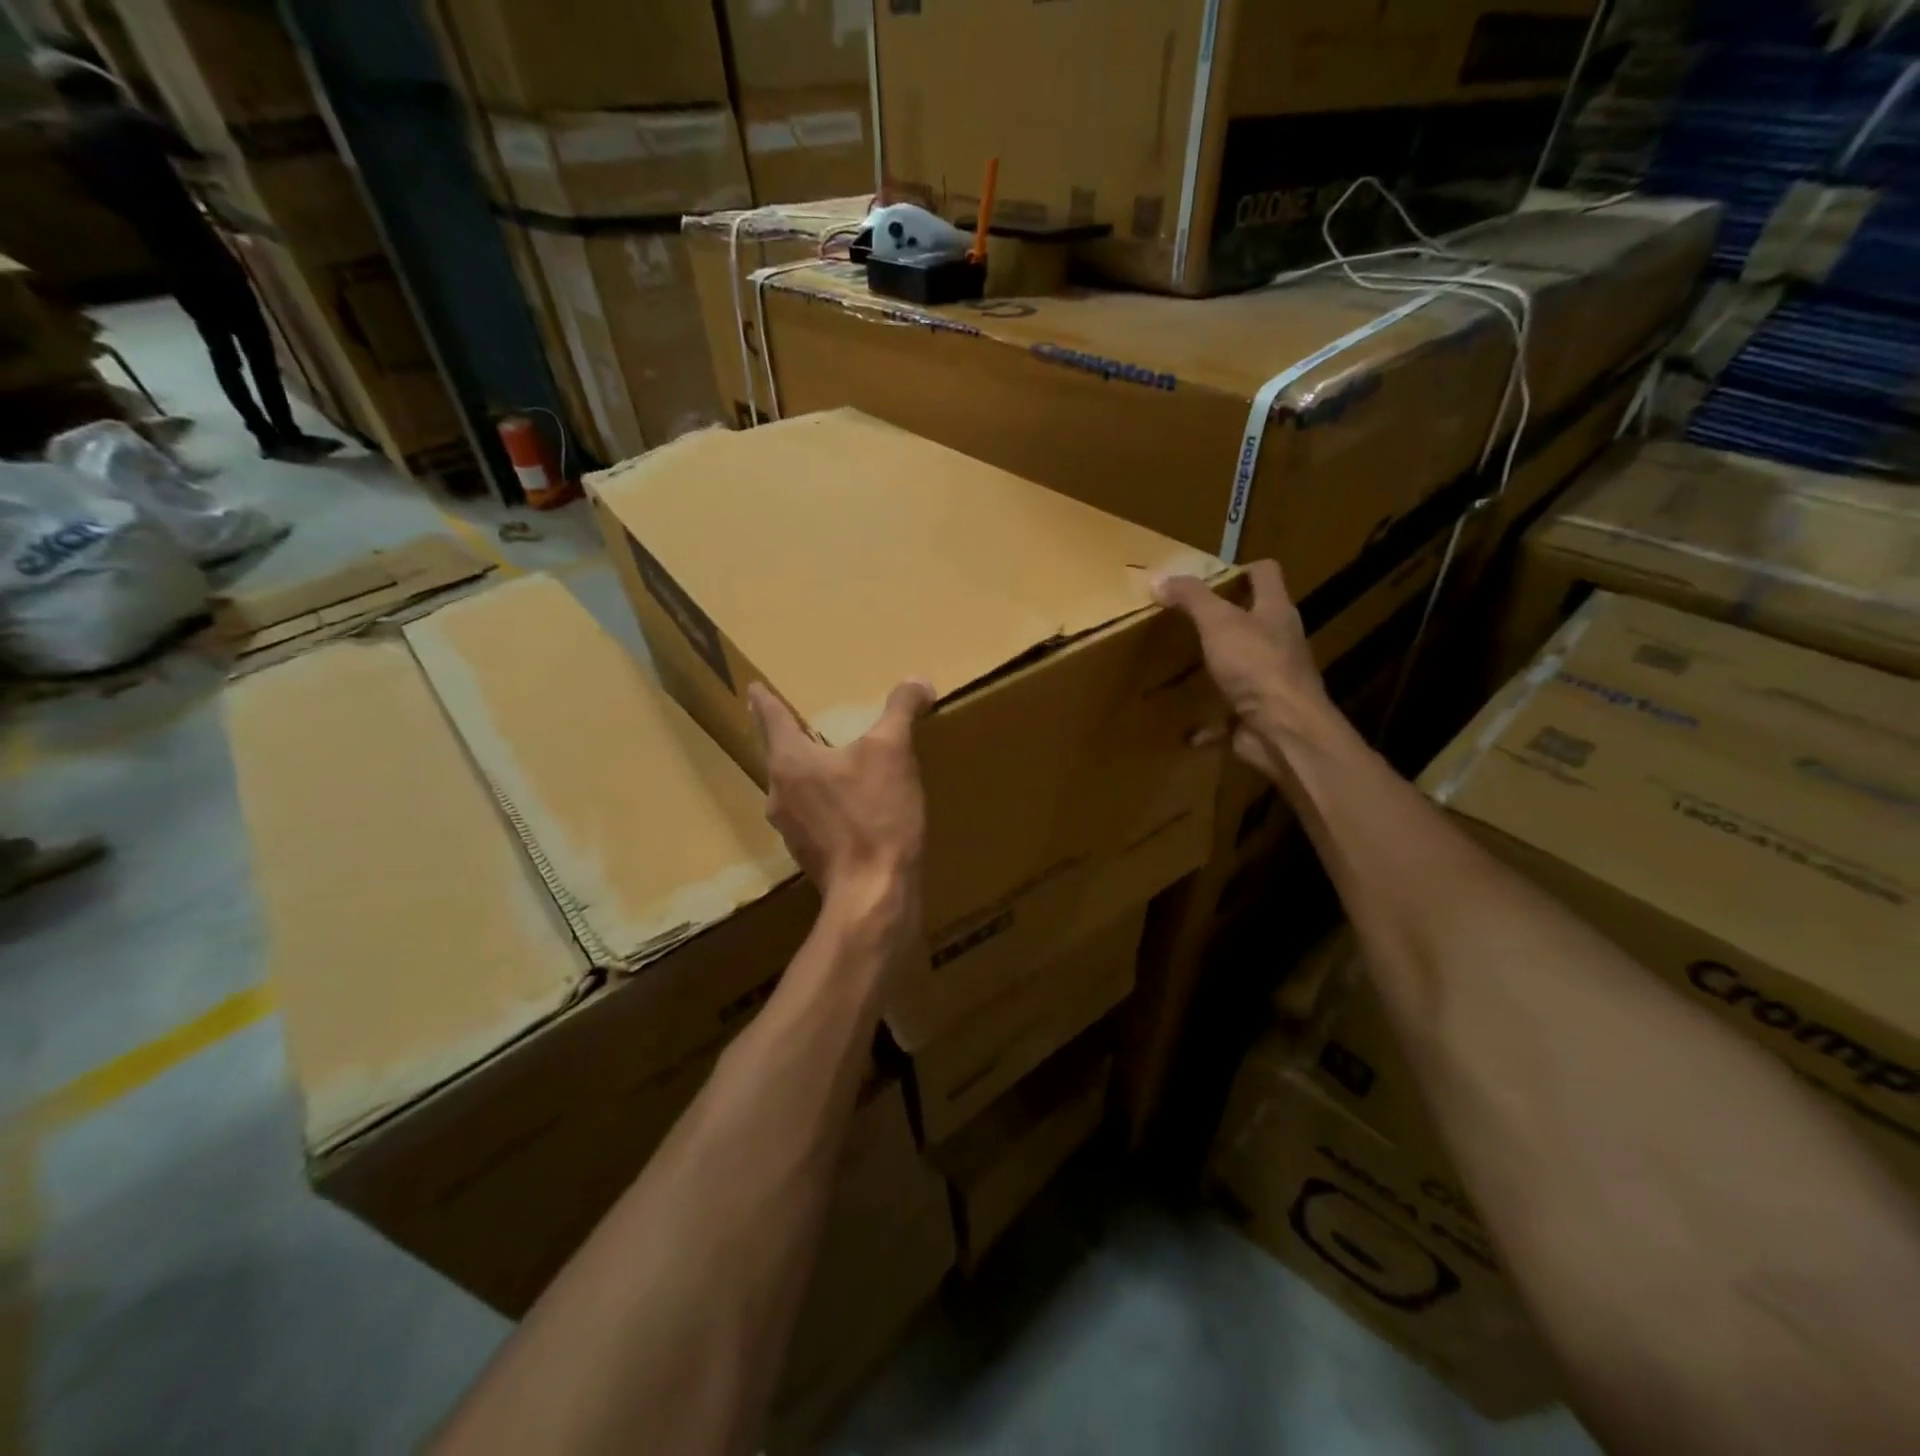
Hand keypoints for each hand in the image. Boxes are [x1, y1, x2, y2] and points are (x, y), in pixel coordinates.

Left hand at [746, 679, 933, 931]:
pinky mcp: (811, 856)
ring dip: (809, 774)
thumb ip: (901, 710)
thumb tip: (918, 681)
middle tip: (802, 724)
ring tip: (830, 765)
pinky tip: (851, 809)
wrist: (873, 894)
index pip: (772, 718)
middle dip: (790, 739)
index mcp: (790, 761)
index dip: (765, 700)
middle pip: (780, 755)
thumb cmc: (875, 815)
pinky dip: (826, 805)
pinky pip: (813, 817)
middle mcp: (779, 794)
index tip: (754, 689)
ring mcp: (791, 830)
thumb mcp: (893, 751)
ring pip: (795, 789)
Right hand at [1153, 560, 1334, 778]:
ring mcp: (1270, 680)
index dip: (1240, 569)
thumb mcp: (1219, 622)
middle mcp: (1279, 642)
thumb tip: (1158, 577)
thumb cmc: (1256, 665)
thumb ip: (1191, 598)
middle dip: (1223, 620)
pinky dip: (1208, 719)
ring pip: (1242, 666)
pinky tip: (1184, 723)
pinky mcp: (1258, 714)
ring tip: (1181, 664)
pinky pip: (1228, 714)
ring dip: (1217, 666)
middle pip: (1254, 620)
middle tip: (1184, 619)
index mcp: (1275, 611)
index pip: (1265, 574)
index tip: (1208, 577)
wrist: (1282, 730)